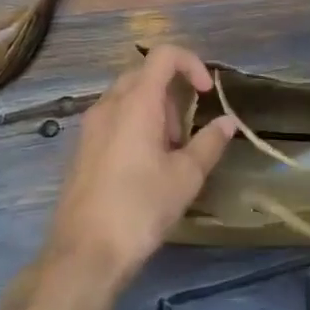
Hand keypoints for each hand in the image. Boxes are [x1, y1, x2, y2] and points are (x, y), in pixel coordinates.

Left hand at [38, 45, 234, 294]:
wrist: (84, 254)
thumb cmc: (140, 209)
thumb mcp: (185, 177)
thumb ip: (209, 143)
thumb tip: (228, 121)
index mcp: (136, 102)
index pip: (164, 55)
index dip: (191, 63)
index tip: (207, 93)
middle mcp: (109, 103)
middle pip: (145, 74)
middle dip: (172, 94)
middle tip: (184, 135)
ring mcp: (90, 124)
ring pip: (128, 96)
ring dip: (154, 111)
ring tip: (166, 156)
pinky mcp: (81, 146)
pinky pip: (113, 117)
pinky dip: (134, 125)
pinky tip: (142, 167)